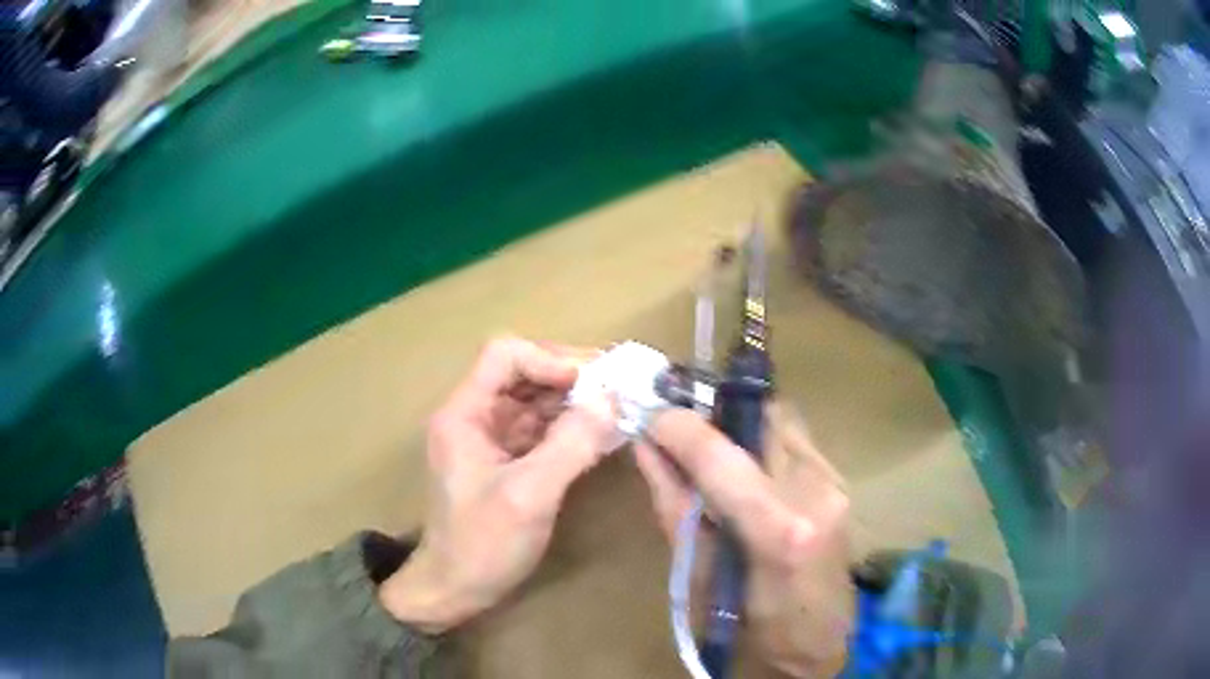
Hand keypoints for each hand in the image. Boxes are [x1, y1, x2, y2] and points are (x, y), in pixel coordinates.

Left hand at [379, 338, 614, 632]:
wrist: (454, 590)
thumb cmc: (482, 545)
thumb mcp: (529, 495)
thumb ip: (570, 444)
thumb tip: (612, 399)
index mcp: (464, 414)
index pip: (504, 355)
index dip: (549, 360)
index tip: (592, 384)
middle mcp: (475, 417)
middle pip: (523, 373)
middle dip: (570, 378)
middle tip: (618, 389)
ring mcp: (491, 439)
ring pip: (535, 401)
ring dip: (575, 402)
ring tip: (619, 409)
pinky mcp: (506, 461)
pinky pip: (541, 430)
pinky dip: (570, 428)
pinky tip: (601, 435)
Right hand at [635, 403, 853, 676]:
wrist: (818, 640)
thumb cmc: (750, 625)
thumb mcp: (698, 576)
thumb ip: (674, 505)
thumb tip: (646, 449)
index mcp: (778, 530)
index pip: (719, 455)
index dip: (678, 426)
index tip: (650, 418)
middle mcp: (815, 492)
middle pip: (759, 416)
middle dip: (714, 413)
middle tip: (681, 433)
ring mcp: (835, 482)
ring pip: (780, 418)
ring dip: (739, 424)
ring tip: (711, 451)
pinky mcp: (841, 480)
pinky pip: (794, 437)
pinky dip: (761, 440)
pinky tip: (747, 469)